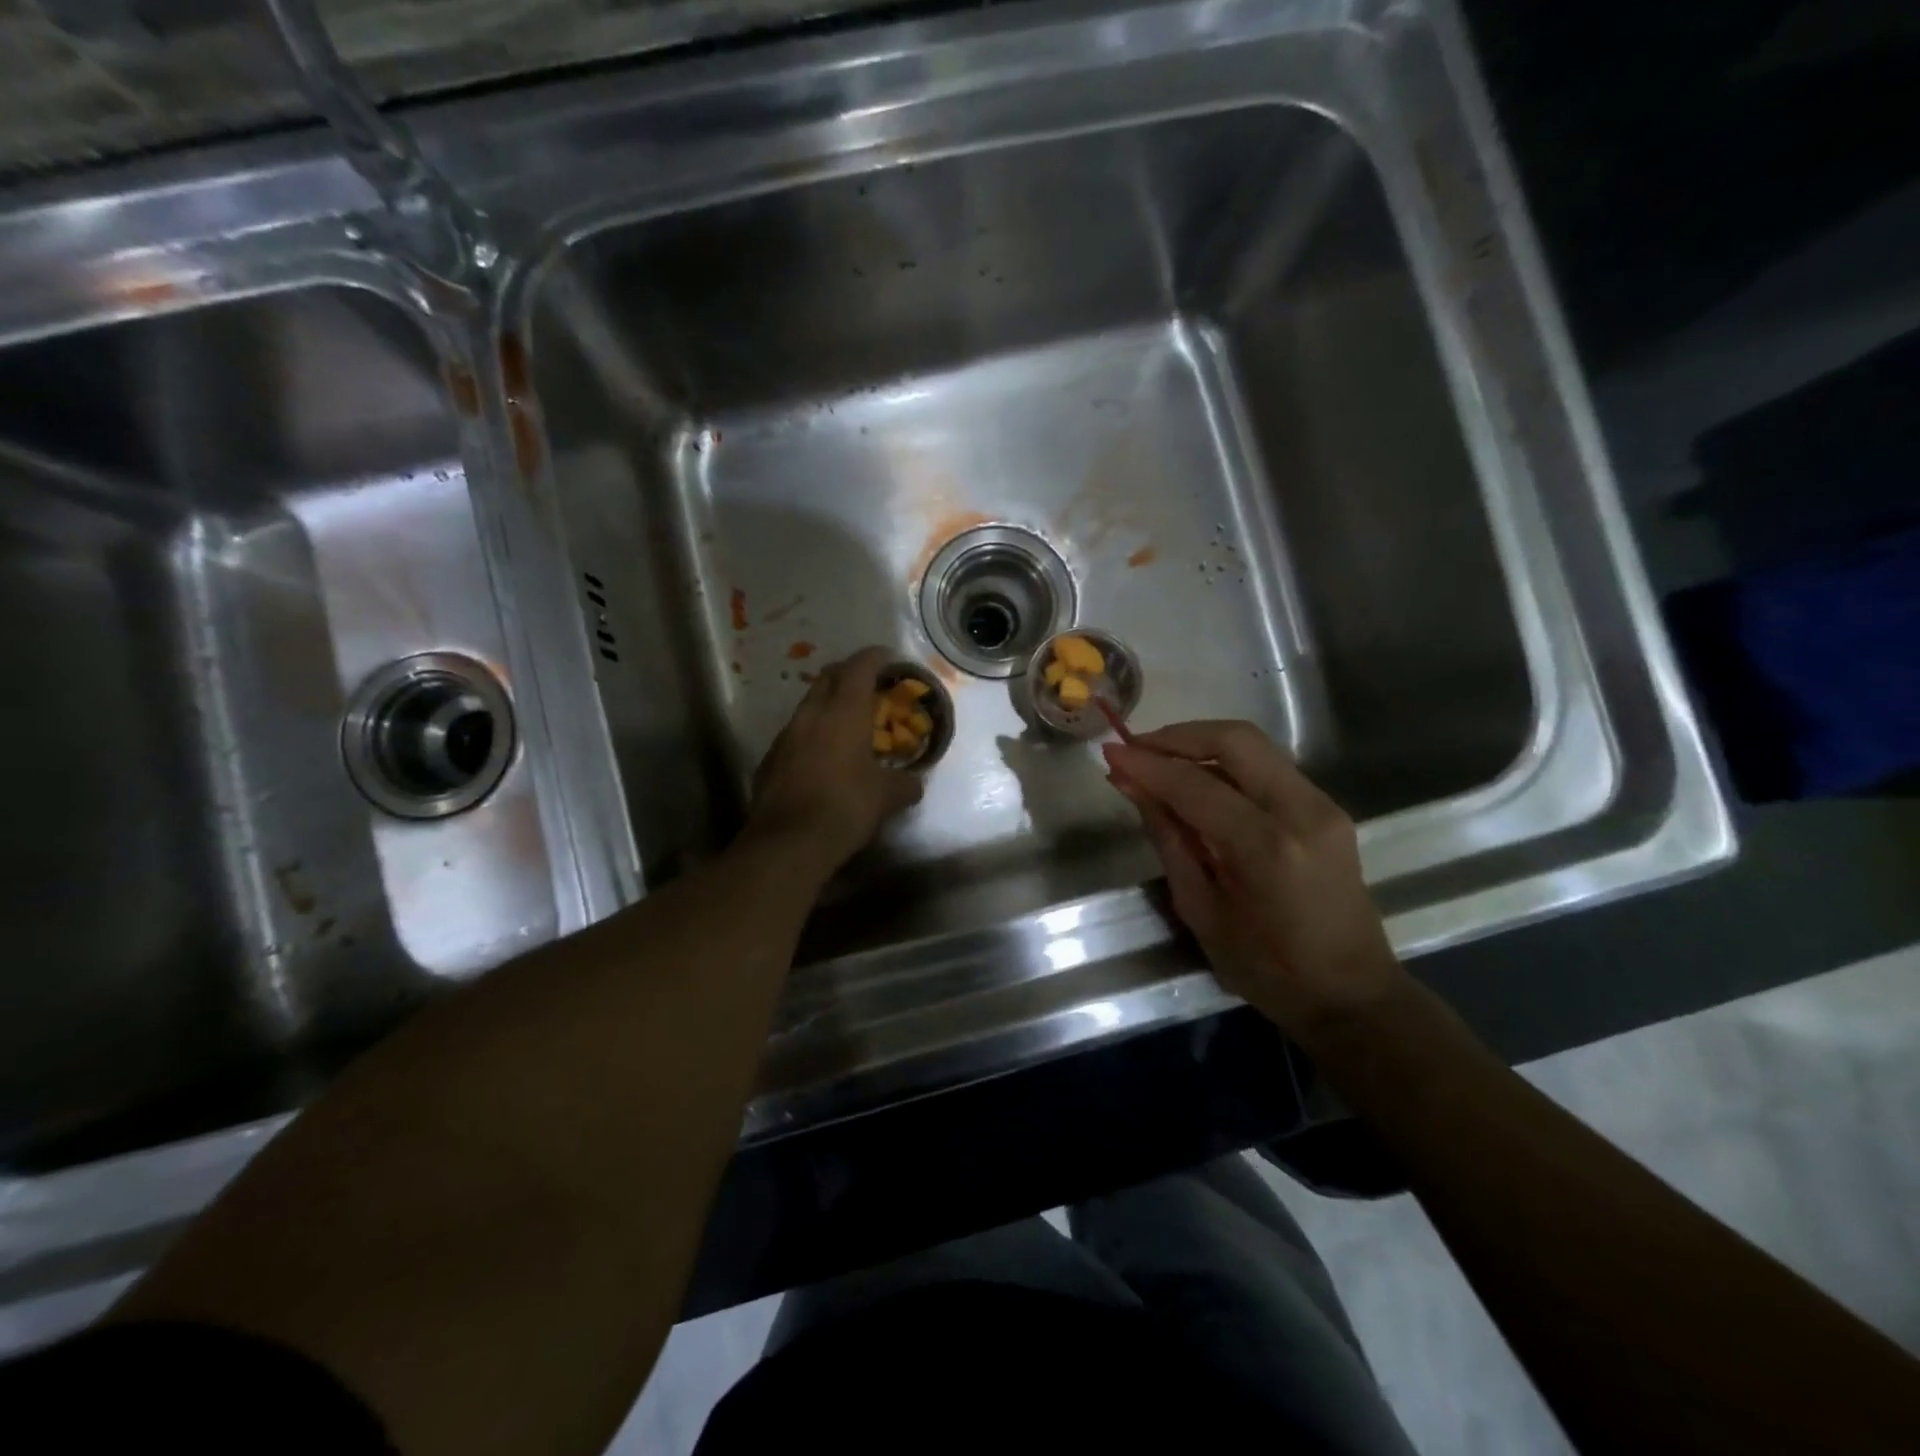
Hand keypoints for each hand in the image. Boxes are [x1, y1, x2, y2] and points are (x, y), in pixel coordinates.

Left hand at [745, 646, 924, 874]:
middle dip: (849, 674)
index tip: (889, 658)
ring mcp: (786, 735)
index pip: (860, 667)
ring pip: (809, 705)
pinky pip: (795, 734)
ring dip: (828, 704)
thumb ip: (905, 784)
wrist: (787, 842)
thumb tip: (914, 783)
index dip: (875, 657)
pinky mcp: (770, 759)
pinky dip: (812, 733)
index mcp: (844, 712)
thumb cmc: (845, 808)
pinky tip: (823, 756)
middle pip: (829, 677)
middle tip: (869, 686)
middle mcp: (811, 713)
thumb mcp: (887, 797)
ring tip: (847, 723)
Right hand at [1104, 721, 1407, 1035]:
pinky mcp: (1327, 809)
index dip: (1148, 765)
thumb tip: (1134, 787)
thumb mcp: (1202, 910)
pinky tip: (1196, 781)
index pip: (1195, 785)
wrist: (1351, 995)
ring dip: (1201, 744)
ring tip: (1158, 760)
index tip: (1109, 752)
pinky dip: (1226, 763)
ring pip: (1254, 746)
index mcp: (1267, 847)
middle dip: (1178, 736)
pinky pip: (1267, 768)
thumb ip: (1169, 839)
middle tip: (1137, 747)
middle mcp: (1302, 810)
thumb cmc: (1267, 970)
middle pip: (1235, 739)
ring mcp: (1322, 805)